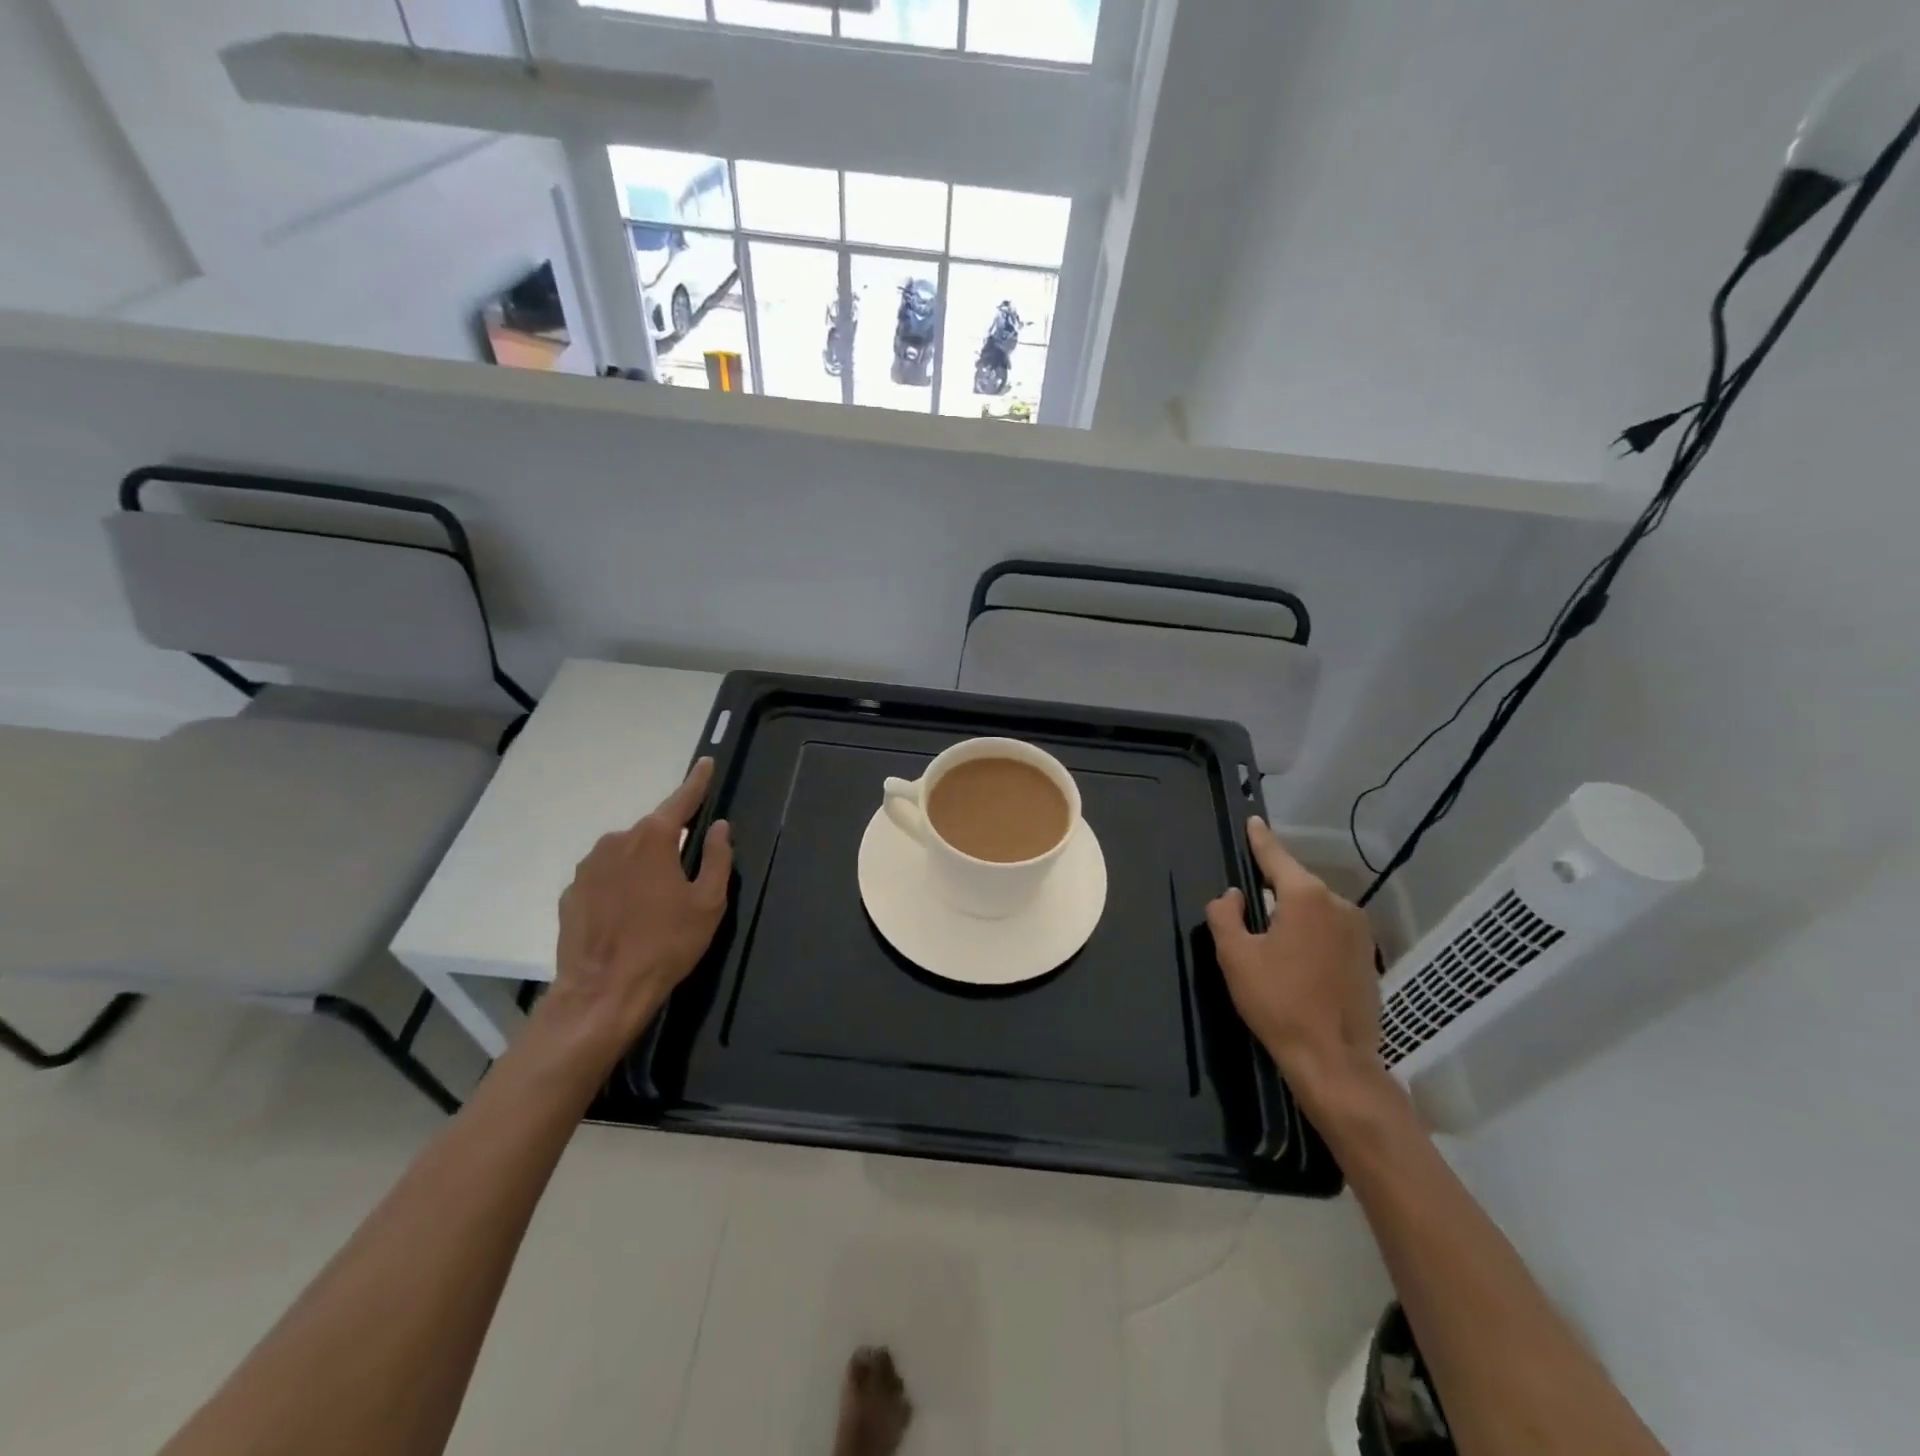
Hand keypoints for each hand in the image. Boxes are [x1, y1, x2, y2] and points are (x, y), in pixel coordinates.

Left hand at [545, 758, 733, 1055]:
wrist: (602, 993)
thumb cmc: (666, 944)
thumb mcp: (708, 903)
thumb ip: (716, 858)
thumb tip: (719, 827)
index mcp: (653, 839)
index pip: (681, 800)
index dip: (697, 782)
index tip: (706, 762)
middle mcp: (616, 841)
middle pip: (653, 831)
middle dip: (671, 841)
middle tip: (686, 874)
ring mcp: (588, 867)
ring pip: (627, 854)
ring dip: (644, 866)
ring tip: (656, 902)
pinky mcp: (572, 893)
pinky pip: (605, 877)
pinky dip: (620, 885)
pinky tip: (628, 916)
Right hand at [1205, 817, 1384, 1112]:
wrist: (1333, 1059)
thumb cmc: (1278, 1001)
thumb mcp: (1235, 956)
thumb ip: (1225, 915)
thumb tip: (1234, 895)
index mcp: (1305, 897)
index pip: (1276, 857)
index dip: (1260, 839)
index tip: (1253, 821)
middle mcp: (1339, 904)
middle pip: (1298, 884)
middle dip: (1275, 885)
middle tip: (1250, 896)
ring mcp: (1359, 931)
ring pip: (1316, 909)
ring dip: (1294, 913)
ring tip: (1271, 935)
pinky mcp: (1368, 957)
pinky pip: (1332, 930)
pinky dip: (1312, 934)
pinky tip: (1298, 958)